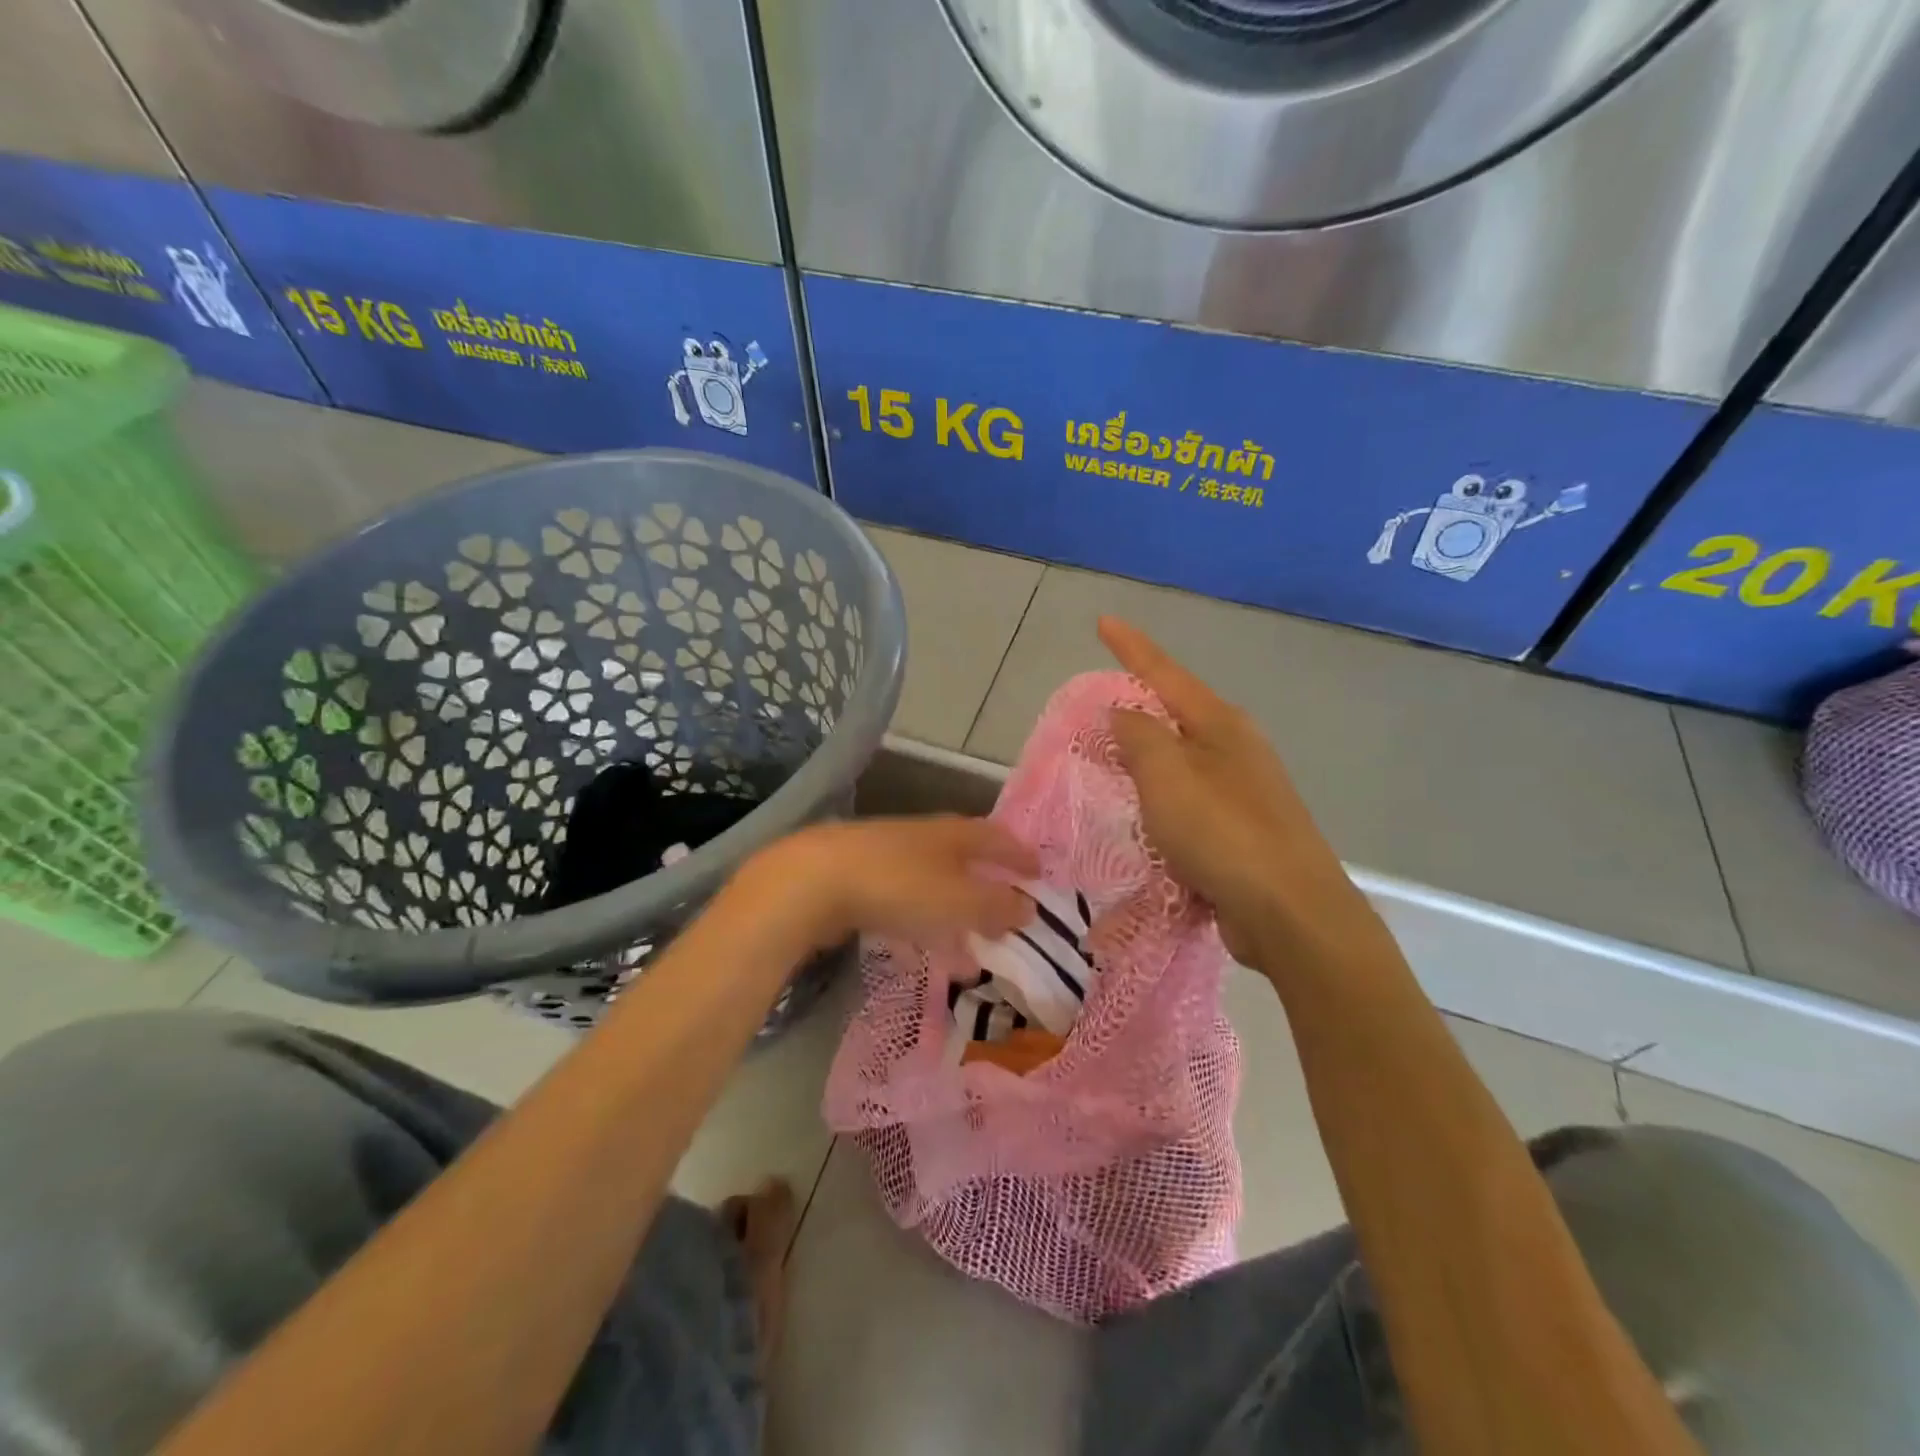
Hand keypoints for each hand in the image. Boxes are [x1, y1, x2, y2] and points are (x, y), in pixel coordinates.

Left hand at [734, 816, 1039, 951]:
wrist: (813, 881)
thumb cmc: (899, 886)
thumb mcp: (959, 901)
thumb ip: (998, 907)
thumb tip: (1030, 909)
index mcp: (954, 835)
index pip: (998, 839)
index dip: (1020, 857)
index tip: (1039, 875)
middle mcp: (924, 838)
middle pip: (966, 862)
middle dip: (988, 892)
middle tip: (1008, 920)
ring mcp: (889, 857)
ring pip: (934, 888)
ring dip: (955, 919)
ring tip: (971, 956)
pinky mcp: (860, 881)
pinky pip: (905, 906)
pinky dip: (921, 928)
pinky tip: (921, 955)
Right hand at [1099, 617, 1386, 969]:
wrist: (1289, 912)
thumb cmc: (1222, 832)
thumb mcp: (1167, 775)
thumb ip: (1138, 735)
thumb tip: (1121, 711)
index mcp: (1220, 724)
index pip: (1165, 674)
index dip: (1131, 647)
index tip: (1103, 622)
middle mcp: (1235, 750)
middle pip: (1176, 716)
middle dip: (1138, 708)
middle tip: (1095, 710)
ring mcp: (1242, 793)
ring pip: (1179, 764)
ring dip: (1145, 763)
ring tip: (1109, 765)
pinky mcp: (1240, 834)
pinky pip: (1186, 806)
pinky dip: (1159, 806)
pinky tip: (1141, 821)